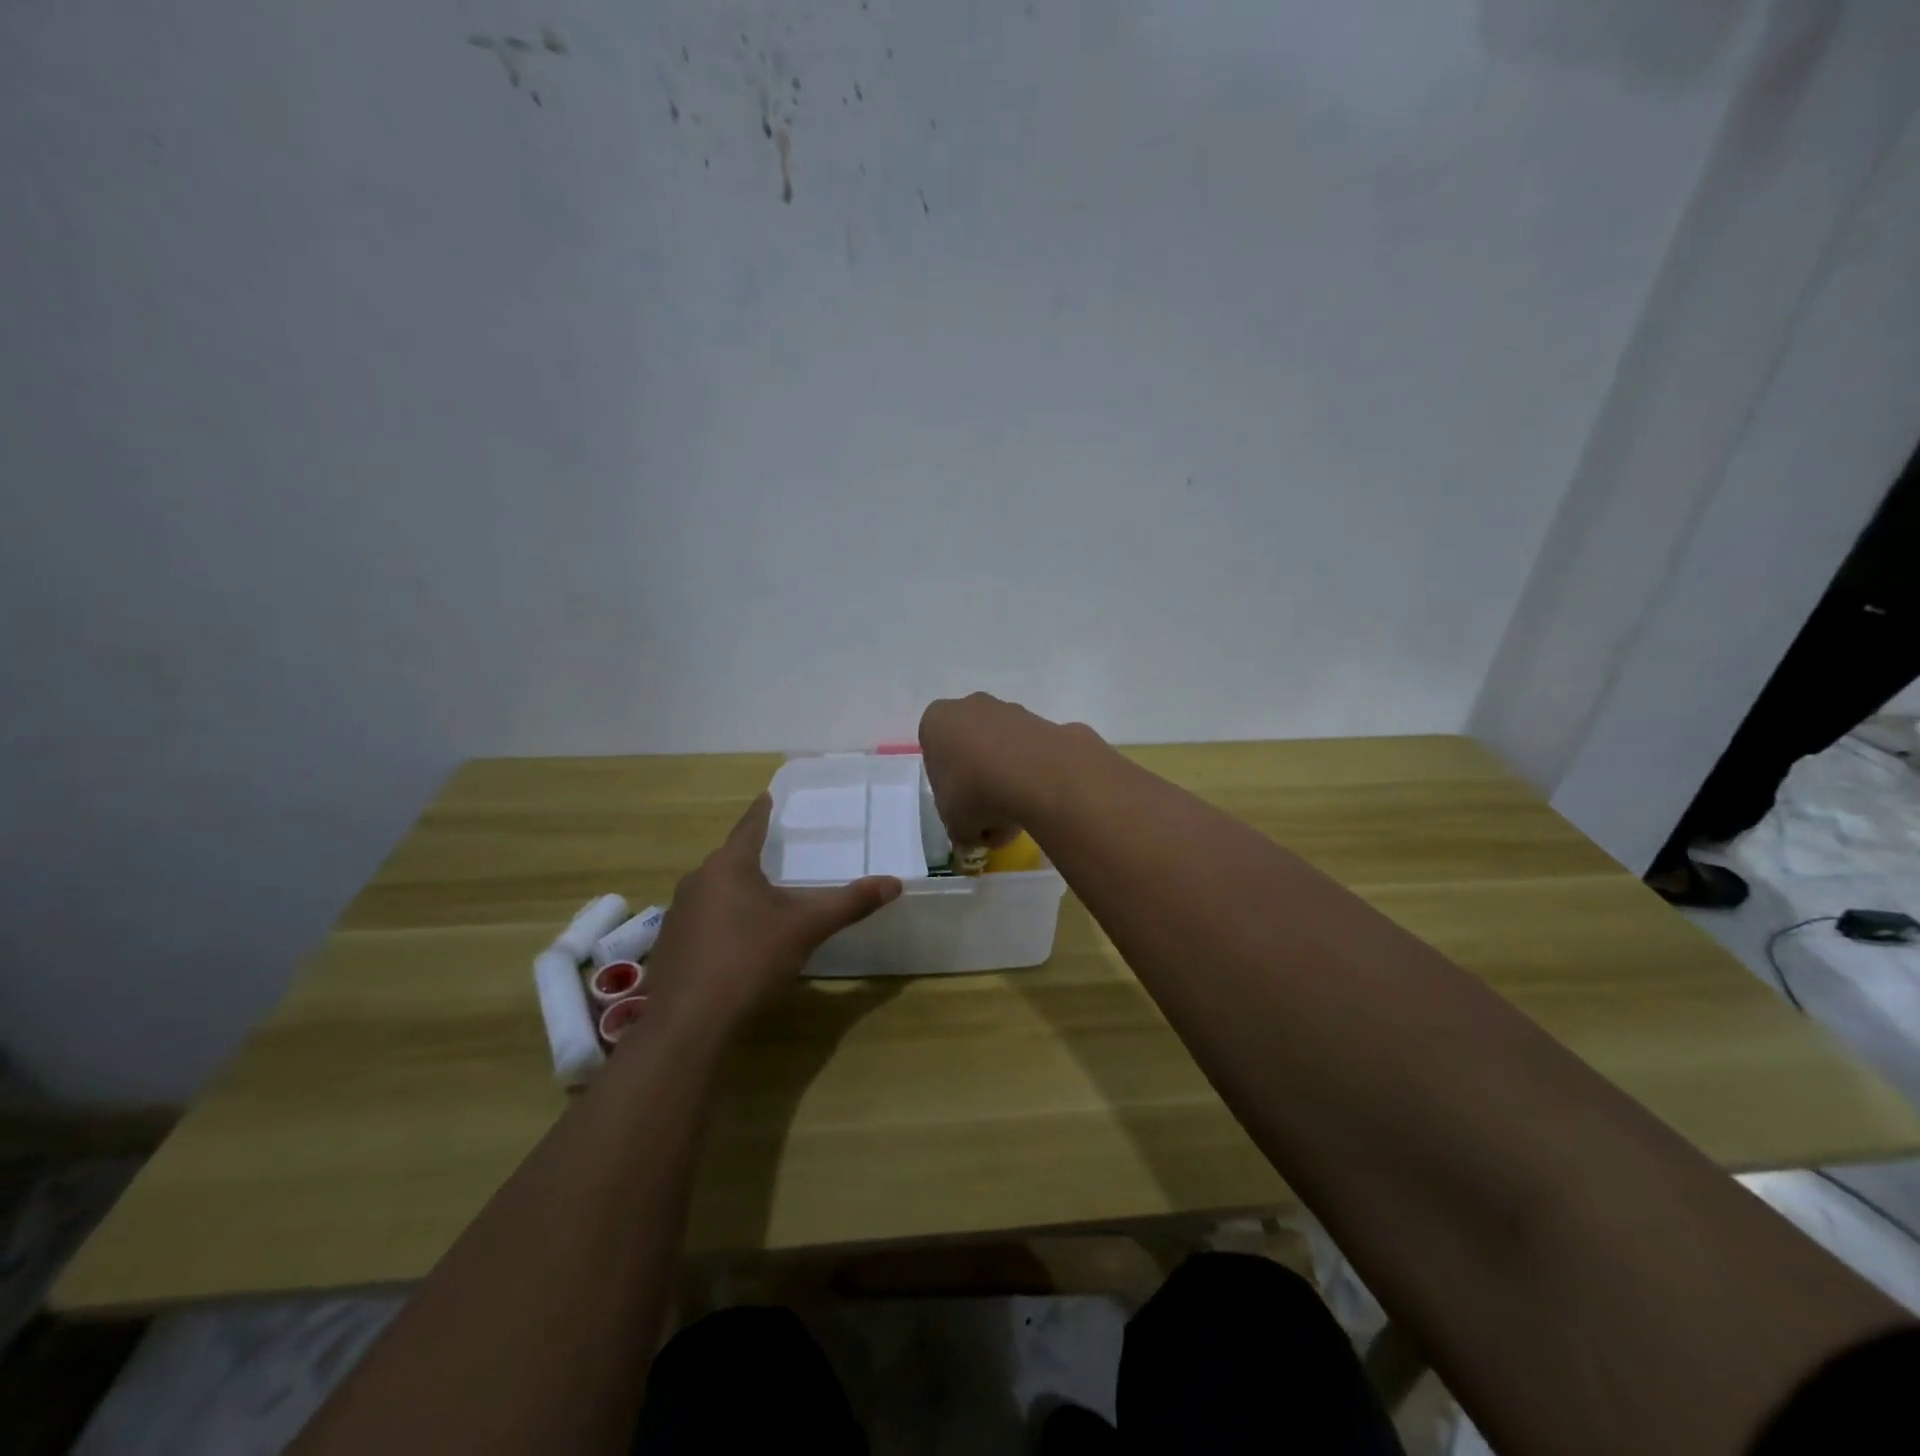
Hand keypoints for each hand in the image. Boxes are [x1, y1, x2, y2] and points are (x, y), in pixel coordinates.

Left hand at [641, 795, 901, 1037]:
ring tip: (756, 898)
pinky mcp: (668, 946)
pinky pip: (699, 920)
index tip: (766, 796)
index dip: (760, 812)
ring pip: (711, 891)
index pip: (749, 828)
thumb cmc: (750, 959)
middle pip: (728, 860)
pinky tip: (732, 942)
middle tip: (771, 853)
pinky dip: (718, 921)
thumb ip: (850, 903)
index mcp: (729, 867)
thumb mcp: (807, 928)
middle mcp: (697, 881)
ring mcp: (677, 915)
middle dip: (748, 856)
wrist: (689, 1021)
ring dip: (732, 891)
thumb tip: (894, 883)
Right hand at [918, 692, 1089, 850]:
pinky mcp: (1044, 721)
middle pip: (969, 751)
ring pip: (1001, 751)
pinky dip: (1032, 775)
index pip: (934, 757)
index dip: (947, 789)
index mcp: (937, 722)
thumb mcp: (955, 825)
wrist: (1040, 775)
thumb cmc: (978, 793)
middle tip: (990, 817)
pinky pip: (1030, 754)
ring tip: (1018, 817)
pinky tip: (1039, 802)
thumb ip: (960, 829)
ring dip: (1006, 781)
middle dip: (979, 784)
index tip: (960, 812)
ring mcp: (1010, 710)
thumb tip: (974, 834)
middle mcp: (970, 707)